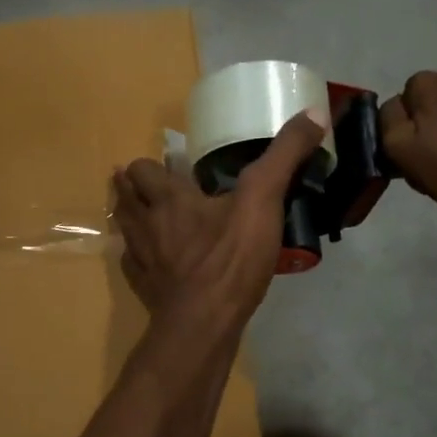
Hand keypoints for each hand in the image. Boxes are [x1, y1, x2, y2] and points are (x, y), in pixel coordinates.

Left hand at [113, 112, 326, 328]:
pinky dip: (140, 258)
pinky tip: (157, 261)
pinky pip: (133, 265)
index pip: (141, 169)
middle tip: (152, 188)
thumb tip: (313, 112)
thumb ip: (284, 156)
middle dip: (131, 188)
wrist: (203, 323)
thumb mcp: (263, 200)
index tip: (167, 166)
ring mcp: (141, 258)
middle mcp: (146, 223)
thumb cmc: (230, 258)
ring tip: (147, 217)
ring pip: (124, 229)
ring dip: (130, 219)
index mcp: (169, 198)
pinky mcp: (144, 288)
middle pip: (124, 197)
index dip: (150, 166)